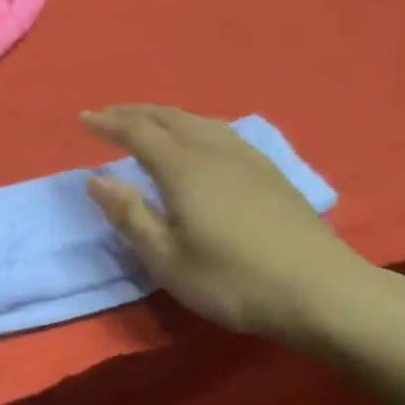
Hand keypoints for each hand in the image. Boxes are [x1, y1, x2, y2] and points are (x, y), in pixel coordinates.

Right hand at [83, 104, 370, 342]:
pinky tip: (198, 140)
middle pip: (168, 117)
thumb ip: (129, 216)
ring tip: (147, 123)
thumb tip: (95, 179)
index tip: (83, 119)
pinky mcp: (269, 171)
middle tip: (108, 116)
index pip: (137, 132)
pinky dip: (193, 126)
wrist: (321, 290)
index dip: (108, 123)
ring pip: (197, 121)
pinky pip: (219, 131)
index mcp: (184, 168)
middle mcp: (214, 150)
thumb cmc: (233, 280)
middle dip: (134, 113)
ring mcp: (247, 158)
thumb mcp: (167, 259)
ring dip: (164, 116)